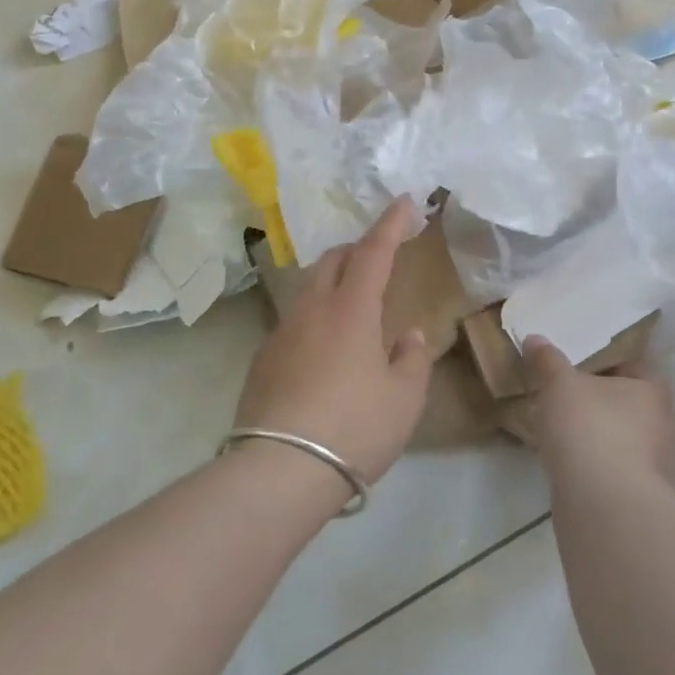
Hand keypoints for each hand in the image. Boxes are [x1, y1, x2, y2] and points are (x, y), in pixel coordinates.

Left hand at [232, 200, 431, 485]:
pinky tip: (325, 346)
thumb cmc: (354, 429)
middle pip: (333, 260)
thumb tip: (407, 336)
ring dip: (333, 280)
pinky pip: (294, 321)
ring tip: (353, 299)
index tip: (404, 203)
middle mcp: (312, 310)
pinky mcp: (262, 359)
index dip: (391, 224)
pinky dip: (315, 315)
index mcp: (351, 310)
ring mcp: (281, 333)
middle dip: (358, 248)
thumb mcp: (403, 399)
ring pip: (309, 288)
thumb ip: (412, 360)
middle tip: (380, 255)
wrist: (280, 471)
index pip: (374, 252)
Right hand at [521, 337, 674, 487]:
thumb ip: (548, 360)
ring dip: (607, 438)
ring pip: (631, 440)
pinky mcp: (647, 497)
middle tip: (573, 401)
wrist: (603, 503)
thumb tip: (535, 338)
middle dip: (608, 404)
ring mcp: (661, 465)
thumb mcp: (559, 384)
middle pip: (635, 405)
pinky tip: (576, 467)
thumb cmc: (588, 428)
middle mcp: (667, 425)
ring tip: (569, 436)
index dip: (608, 366)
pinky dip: (603, 467)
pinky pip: (622, 470)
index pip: (636, 367)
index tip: (580, 370)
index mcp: (655, 390)